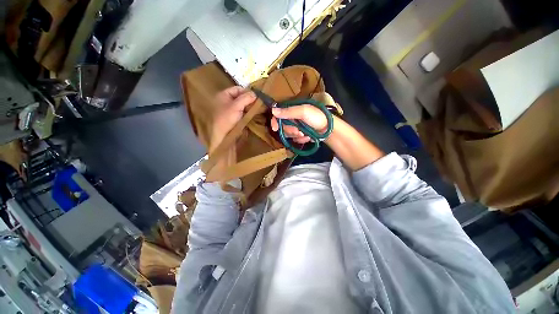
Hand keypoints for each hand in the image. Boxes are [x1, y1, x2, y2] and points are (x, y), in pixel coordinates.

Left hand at [210, 86, 255, 150]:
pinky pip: (243, 113)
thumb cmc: (227, 119)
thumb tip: (255, 93)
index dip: (247, 91)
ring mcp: (231, 111)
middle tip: (259, 104)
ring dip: (250, 107)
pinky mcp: (235, 119)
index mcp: (224, 95)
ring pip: (243, 106)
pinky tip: (254, 115)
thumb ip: (246, 98)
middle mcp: (227, 102)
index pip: (238, 89)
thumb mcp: (236, 106)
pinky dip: (248, 113)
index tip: (257, 97)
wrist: (222, 137)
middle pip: (241, 97)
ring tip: (259, 110)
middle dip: (250, 100)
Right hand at [270, 105, 328, 143]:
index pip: (278, 115)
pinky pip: (295, 139)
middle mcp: (293, 118)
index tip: (275, 128)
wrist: (329, 130)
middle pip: (283, 127)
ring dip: (296, 135)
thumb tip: (273, 111)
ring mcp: (297, 127)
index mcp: (293, 110)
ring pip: (288, 134)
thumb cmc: (317, 117)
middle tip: (298, 131)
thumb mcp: (303, 112)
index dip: (275, 121)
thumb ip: (289, 112)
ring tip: (304, 134)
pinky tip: (307, 137)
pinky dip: (301, 139)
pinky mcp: (300, 135)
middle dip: (290, 130)